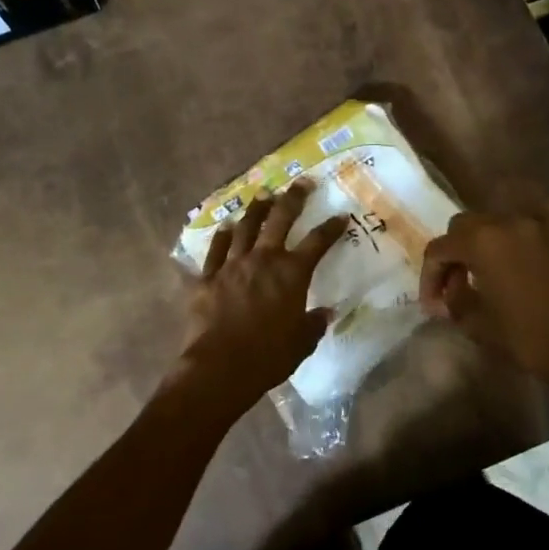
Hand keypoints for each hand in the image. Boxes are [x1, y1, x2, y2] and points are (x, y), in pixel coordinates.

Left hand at [178, 180, 347, 407]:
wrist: (220, 366)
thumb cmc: (269, 356)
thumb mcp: (302, 342)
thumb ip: (314, 324)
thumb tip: (325, 313)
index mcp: (292, 274)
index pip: (318, 242)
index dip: (331, 227)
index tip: (341, 215)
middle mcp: (263, 260)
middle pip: (280, 220)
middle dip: (293, 198)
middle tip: (302, 183)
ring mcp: (232, 265)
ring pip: (245, 227)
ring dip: (256, 210)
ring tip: (263, 196)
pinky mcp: (207, 278)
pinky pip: (216, 250)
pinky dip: (223, 236)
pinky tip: (226, 227)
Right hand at [419, 200, 548, 381]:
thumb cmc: (521, 335)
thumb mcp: (473, 320)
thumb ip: (453, 296)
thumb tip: (451, 287)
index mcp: (479, 241)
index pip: (439, 249)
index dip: (429, 276)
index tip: (432, 304)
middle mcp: (504, 221)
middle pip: (463, 226)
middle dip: (452, 253)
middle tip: (453, 284)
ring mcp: (535, 223)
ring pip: (494, 218)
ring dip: (481, 238)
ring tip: (482, 266)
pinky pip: (535, 210)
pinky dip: (521, 218)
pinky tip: (516, 232)